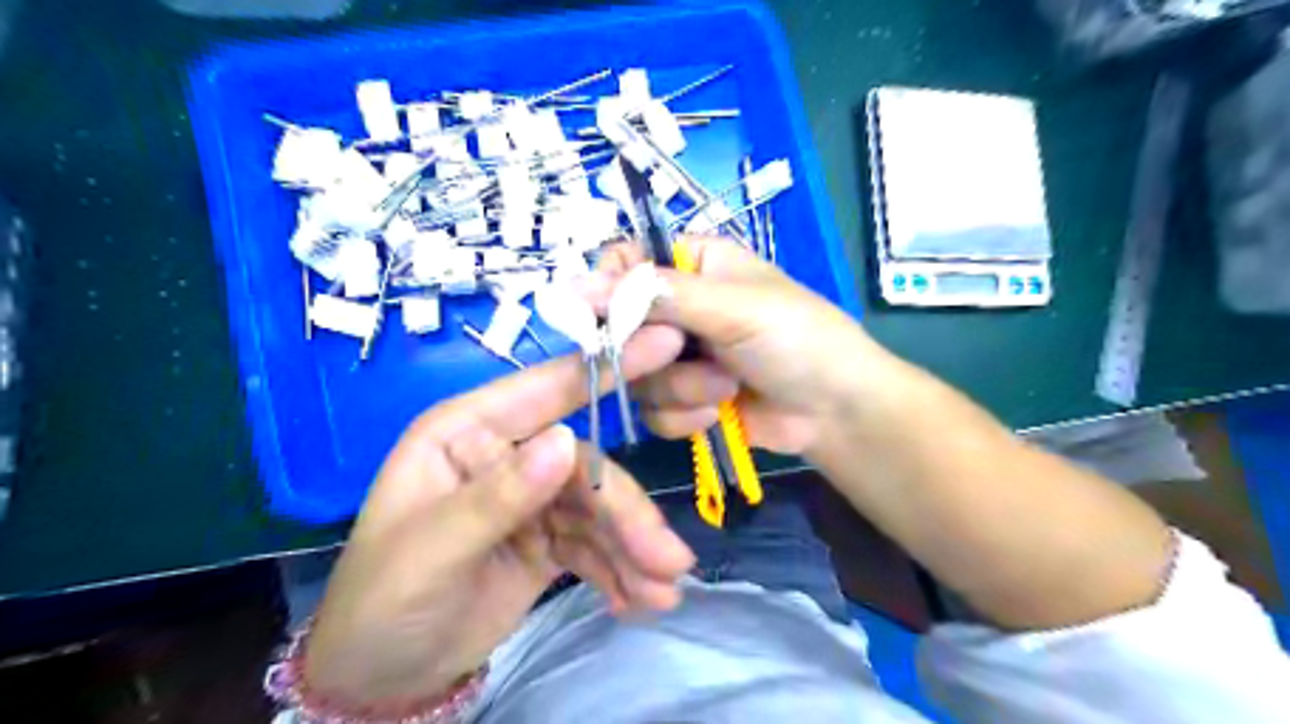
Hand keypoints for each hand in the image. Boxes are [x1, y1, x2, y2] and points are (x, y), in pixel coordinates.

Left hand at [300, 327, 696, 712]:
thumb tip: (568, 439)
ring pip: (598, 510)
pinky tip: (639, 600)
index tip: (668, 343)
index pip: (547, 389)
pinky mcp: (547, 538)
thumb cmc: (381, 600)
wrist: (378, 678)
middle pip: (586, 468)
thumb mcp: (432, 550)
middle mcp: (507, 453)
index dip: (608, 368)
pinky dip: (620, 570)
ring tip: (663, 591)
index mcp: (468, 432)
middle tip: (671, 561)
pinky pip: (594, 545)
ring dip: (634, 549)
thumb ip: (499, 495)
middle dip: (628, 514)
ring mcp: (531, 497)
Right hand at [599, 234, 881, 454]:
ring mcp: (677, 358)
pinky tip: (721, 412)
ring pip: (635, 376)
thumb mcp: (733, 307)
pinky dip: (686, 416)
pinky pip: (652, 411)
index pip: (622, 264)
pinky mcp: (682, 400)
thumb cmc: (798, 340)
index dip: (610, 291)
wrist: (835, 413)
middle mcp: (677, 308)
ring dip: (682, 388)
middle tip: (684, 352)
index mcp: (692, 266)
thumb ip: (657, 295)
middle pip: (618, 327)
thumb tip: (572, 284)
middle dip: (655, 352)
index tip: (616, 320)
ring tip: (726, 387)